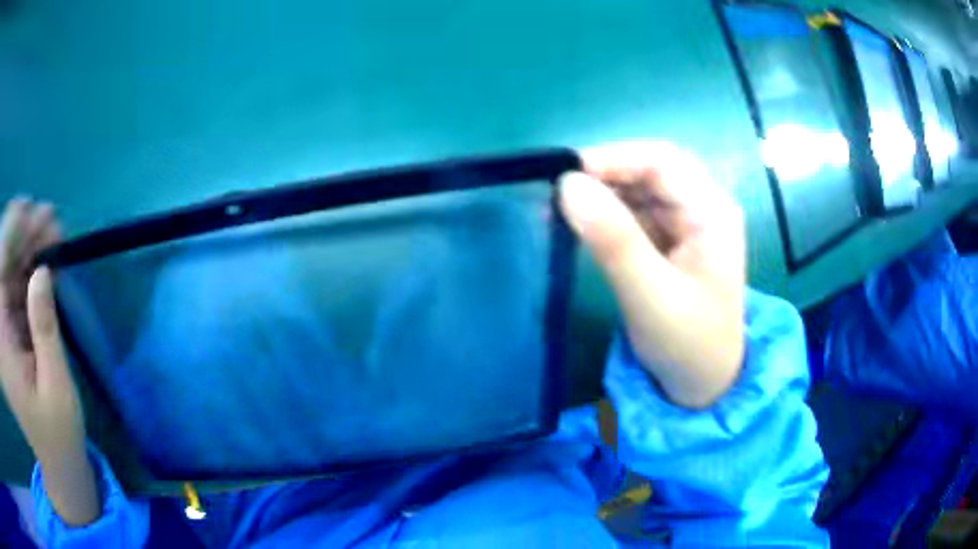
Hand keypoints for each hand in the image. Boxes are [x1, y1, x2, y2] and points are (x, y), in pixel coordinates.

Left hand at [0, 198, 98, 524]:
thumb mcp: (56, 390)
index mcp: (3, 348)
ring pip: (7, 268)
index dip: (8, 235)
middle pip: (2, 265)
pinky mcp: (8, 326)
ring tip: (50, 231)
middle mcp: (0, 330)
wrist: (55, 458)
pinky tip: (44, 259)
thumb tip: (41, 273)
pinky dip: (27, 266)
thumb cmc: (57, 433)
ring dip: (26, 246)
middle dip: (19, 235)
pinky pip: (13, 284)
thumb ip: (44, 331)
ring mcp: (3, 327)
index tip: (27, 208)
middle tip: (46, 218)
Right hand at [559, 142, 744, 408]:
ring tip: (560, 209)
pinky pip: (636, 213)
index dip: (613, 159)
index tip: (566, 176)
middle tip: (557, 194)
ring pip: (640, 190)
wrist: (703, 385)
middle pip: (651, 170)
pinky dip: (607, 215)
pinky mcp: (672, 240)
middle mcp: (703, 208)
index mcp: (712, 213)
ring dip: (602, 194)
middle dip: (604, 176)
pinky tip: (581, 225)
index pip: (662, 161)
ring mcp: (688, 224)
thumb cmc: (687, 345)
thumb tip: (568, 185)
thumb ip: (613, 240)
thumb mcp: (649, 295)